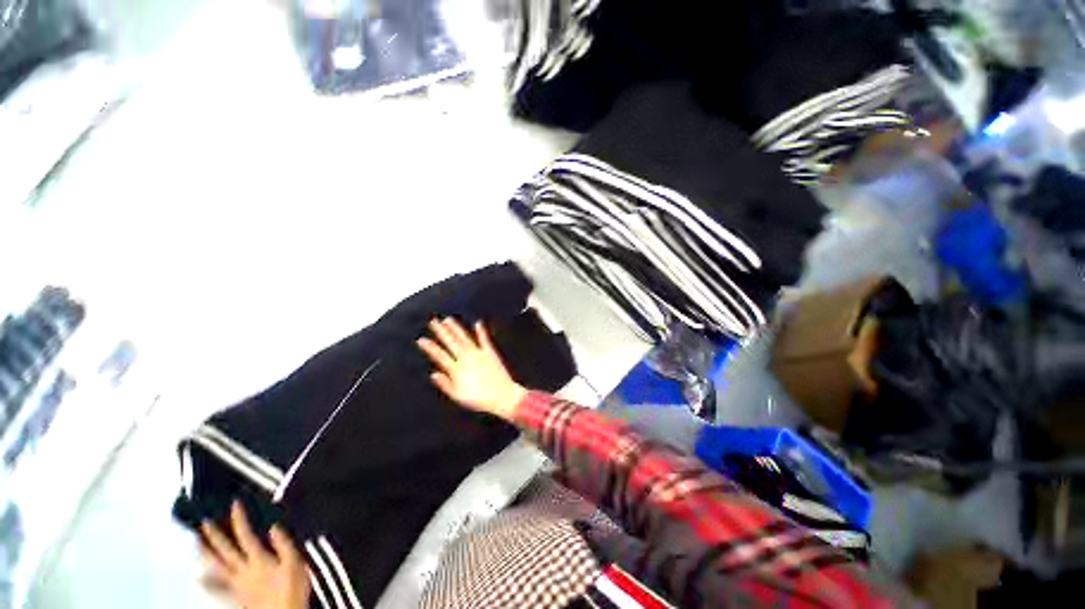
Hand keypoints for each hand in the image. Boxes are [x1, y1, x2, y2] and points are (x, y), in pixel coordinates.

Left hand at [200, 501, 309, 608]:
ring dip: (205, 555)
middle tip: (203, 522)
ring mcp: (238, 584)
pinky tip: (198, 578)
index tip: (234, 504)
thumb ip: (284, 545)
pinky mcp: (237, 596)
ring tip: (195, 544)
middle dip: (214, 536)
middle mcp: (244, 570)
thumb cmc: (292, 588)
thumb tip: (273, 526)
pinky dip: (207, 583)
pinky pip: (218, 589)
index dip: (239, 519)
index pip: (245, 536)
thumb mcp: (295, 563)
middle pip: (226, 551)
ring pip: (217, 567)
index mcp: (259, 559)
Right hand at [417, 318, 526, 420]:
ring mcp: (479, 354)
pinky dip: (481, 331)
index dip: (430, 347)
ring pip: (464, 338)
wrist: (503, 397)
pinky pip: (484, 340)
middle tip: (433, 321)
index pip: (440, 356)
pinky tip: (478, 323)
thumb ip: (446, 385)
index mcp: (457, 370)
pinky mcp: (490, 353)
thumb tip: (433, 374)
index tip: (421, 339)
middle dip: (441, 331)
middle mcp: (467, 359)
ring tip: (448, 319)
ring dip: (456, 328)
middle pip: (451, 342)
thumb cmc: (481, 400)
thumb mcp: (459, 397)